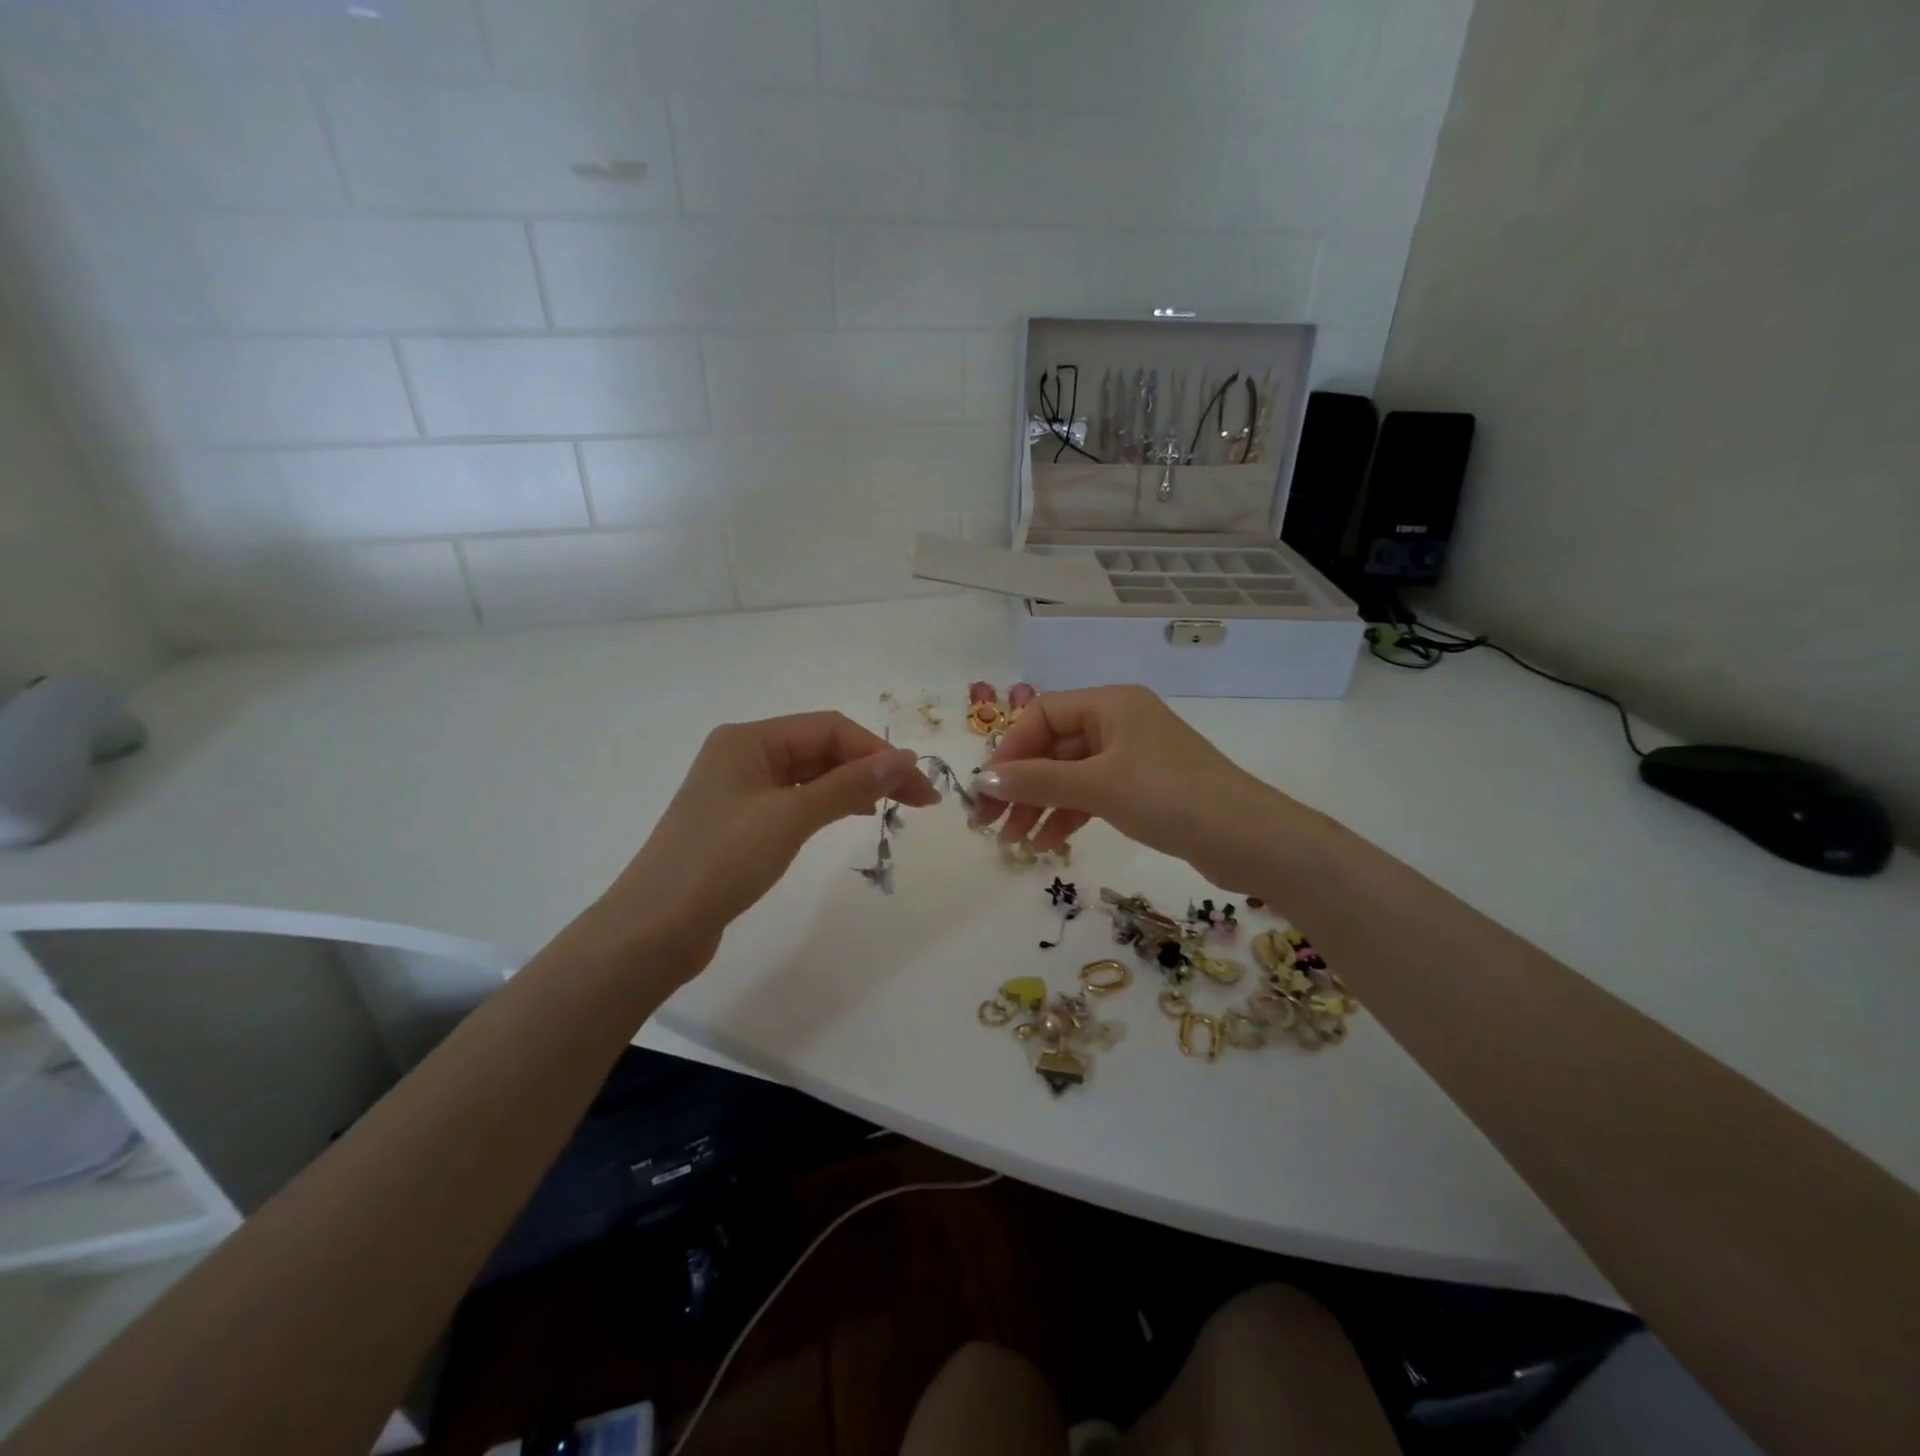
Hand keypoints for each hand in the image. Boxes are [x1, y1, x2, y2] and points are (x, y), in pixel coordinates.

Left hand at [593, 712, 938, 953]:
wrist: (654, 928)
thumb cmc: (720, 862)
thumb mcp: (790, 818)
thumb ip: (848, 785)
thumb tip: (903, 760)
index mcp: (749, 739)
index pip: (829, 729)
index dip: (878, 751)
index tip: (918, 782)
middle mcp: (744, 754)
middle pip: (822, 748)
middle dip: (871, 768)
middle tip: (919, 800)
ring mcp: (741, 788)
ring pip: (811, 774)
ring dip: (853, 785)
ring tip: (894, 806)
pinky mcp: (741, 821)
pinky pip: (796, 798)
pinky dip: (828, 803)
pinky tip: (851, 814)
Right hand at [970, 685, 1295, 890]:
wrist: (1249, 839)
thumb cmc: (1170, 798)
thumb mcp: (1098, 786)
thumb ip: (1037, 782)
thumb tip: (982, 779)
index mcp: (1110, 704)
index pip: (1042, 715)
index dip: (1010, 750)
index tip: (988, 789)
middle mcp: (1119, 722)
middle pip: (1053, 747)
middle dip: (1022, 785)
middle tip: (991, 823)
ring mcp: (1132, 756)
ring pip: (1070, 775)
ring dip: (1040, 806)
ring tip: (1015, 843)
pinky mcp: (1143, 788)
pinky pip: (1092, 794)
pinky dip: (1068, 815)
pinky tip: (1048, 844)